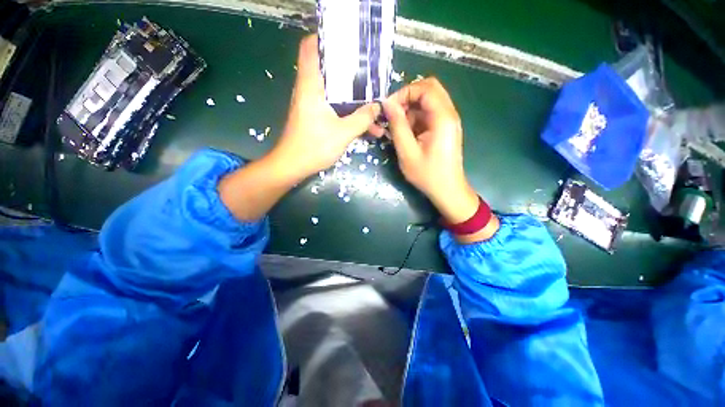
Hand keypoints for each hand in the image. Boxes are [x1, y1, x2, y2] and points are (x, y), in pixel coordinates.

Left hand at [269, 35, 380, 182]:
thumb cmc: (314, 147)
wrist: (293, 166)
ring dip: (354, 100)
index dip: (326, 40)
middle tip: (371, 77)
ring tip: (374, 106)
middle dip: (351, 72)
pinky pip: (335, 108)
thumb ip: (362, 119)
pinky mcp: (315, 117)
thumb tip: (377, 107)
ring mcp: (312, 104)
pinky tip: (366, 125)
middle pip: (329, 70)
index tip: (348, 45)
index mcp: (311, 86)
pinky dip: (349, 113)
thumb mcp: (343, 133)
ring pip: (335, 93)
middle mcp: (309, 90)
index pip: (311, 48)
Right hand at [381, 78, 498, 240]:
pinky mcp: (445, 129)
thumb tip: (387, 103)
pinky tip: (407, 134)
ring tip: (397, 127)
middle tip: (393, 114)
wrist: (448, 190)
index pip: (425, 88)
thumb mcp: (407, 152)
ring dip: (411, 109)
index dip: (404, 93)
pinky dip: (416, 118)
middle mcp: (449, 114)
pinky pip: (429, 114)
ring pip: (429, 101)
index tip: (389, 108)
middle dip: (407, 98)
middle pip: (429, 89)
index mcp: (443, 118)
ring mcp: (448, 121)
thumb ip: (397, 125)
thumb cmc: (427, 175)